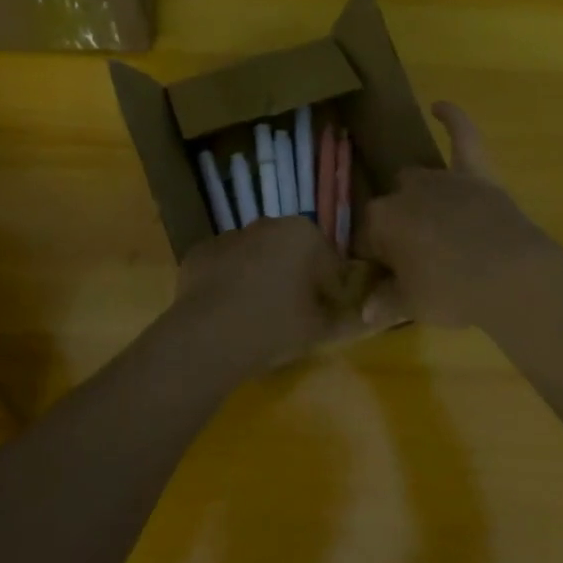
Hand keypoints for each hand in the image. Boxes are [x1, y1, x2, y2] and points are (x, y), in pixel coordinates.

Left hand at [174, 216, 349, 373]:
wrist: (209, 337)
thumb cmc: (276, 326)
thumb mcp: (321, 330)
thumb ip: (347, 320)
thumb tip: (362, 319)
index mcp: (303, 233)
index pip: (329, 262)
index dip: (330, 290)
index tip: (325, 315)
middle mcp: (267, 224)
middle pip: (291, 252)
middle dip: (295, 277)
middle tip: (293, 315)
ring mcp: (229, 235)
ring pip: (256, 257)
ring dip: (261, 277)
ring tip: (257, 316)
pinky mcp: (200, 252)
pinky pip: (225, 267)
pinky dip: (229, 282)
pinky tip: (228, 311)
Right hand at [359, 102, 551, 327]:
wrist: (509, 275)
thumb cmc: (452, 292)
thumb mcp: (412, 305)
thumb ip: (386, 302)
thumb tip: (365, 313)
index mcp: (381, 222)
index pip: (367, 238)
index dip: (377, 260)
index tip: (389, 279)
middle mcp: (405, 193)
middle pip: (391, 207)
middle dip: (398, 229)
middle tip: (416, 259)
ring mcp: (442, 179)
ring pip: (417, 180)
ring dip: (418, 198)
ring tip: (431, 225)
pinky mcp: (476, 174)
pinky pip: (463, 137)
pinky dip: (453, 119)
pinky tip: (440, 106)